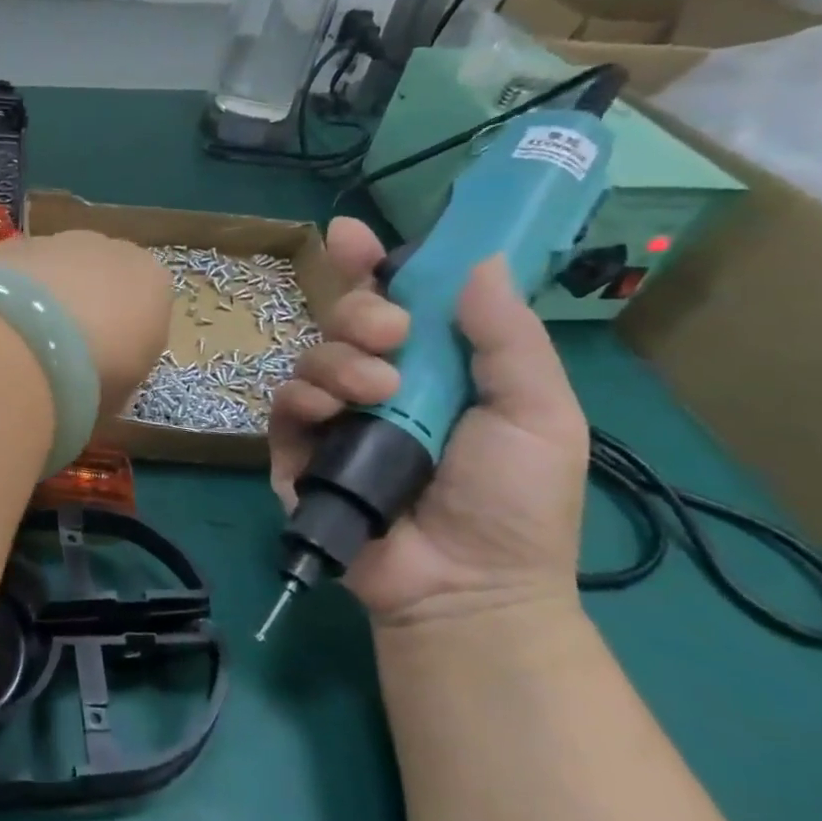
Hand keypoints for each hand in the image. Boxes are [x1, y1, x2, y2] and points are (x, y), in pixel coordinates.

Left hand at [0, 232, 171, 415]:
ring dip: (47, 296)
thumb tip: (101, 384)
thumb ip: (119, 379)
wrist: (28, 343)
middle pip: (103, 279)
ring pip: (60, 268)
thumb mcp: (120, 395)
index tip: (102, 367)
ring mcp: (62, 241)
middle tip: (60, 353)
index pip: (146, 307)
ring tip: (23, 340)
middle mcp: (114, 251)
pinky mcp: (15, 243)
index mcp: (154, 284)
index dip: (123, 338)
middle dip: (86, 308)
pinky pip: (20, 269)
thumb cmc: (93, 377)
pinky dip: (12, 291)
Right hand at [269, 218, 589, 628]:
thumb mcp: (539, 413)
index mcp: (435, 368)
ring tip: (376, 395)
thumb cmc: (515, 502)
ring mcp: (335, 418)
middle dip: (358, 311)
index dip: (372, 264)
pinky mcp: (297, 452)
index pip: (397, 301)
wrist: (467, 585)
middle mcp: (379, 384)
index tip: (351, 235)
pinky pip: (282, 405)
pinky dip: (301, 398)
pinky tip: (328, 412)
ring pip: (311, 356)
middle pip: (344, 319)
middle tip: (391, 333)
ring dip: (338, 360)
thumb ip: (509, 338)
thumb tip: (478, 262)